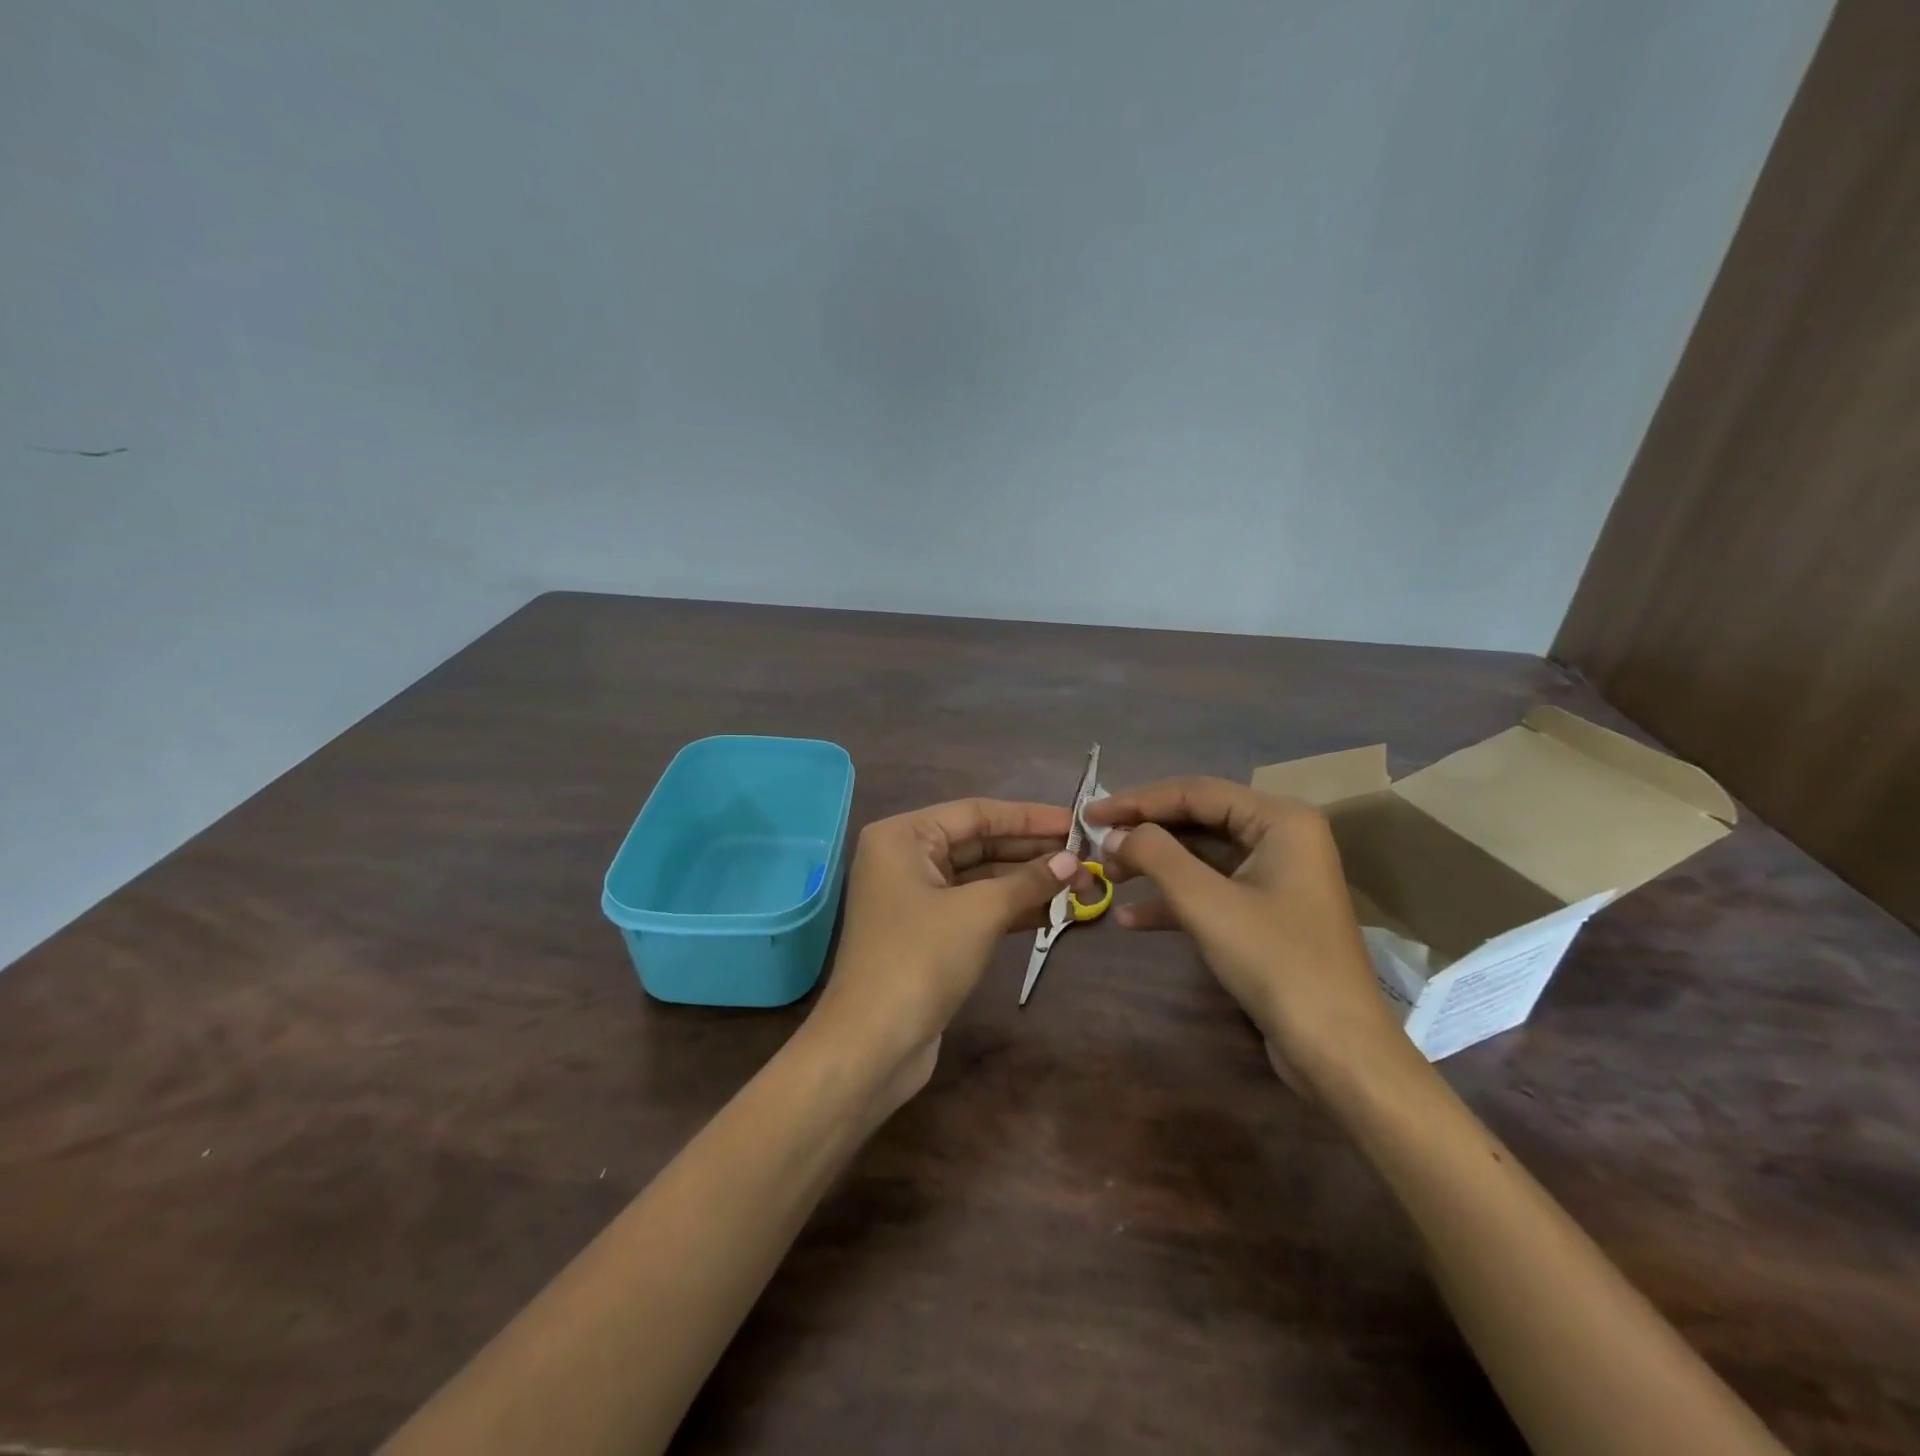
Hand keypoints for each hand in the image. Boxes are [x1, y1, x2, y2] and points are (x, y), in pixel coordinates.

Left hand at [811, 798, 1084, 1107]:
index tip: (1077, 822)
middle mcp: (905, 858)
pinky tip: (1053, 911)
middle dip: (1032, 852)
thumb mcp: (980, 912)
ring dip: (1027, 882)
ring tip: (1081, 884)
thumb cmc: (921, 959)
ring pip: (980, 878)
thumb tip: (1072, 862)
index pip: (976, 813)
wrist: (873, 1044)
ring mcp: (915, 898)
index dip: (1029, 817)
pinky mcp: (927, 933)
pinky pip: (975, 907)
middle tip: (1086, 857)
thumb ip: (1028, 881)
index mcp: (903, 836)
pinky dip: (1011, 908)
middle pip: (979, 843)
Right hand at [1086, 778, 1407, 1091]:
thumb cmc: (1275, 961)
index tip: (1090, 812)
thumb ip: (1156, 856)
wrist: (1336, 1049)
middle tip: (1096, 846)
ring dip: (1154, 866)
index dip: (1138, 800)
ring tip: (1108, 878)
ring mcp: (1274, 876)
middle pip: (1198, 819)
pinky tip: (1131, 920)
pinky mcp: (1265, 912)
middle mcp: (1280, 837)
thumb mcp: (1206, 903)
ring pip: (1200, 856)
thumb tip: (1115, 834)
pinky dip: (1173, 900)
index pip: (1195, 792)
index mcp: (1279, 819)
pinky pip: (1211, 890)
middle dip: (1145, 834)